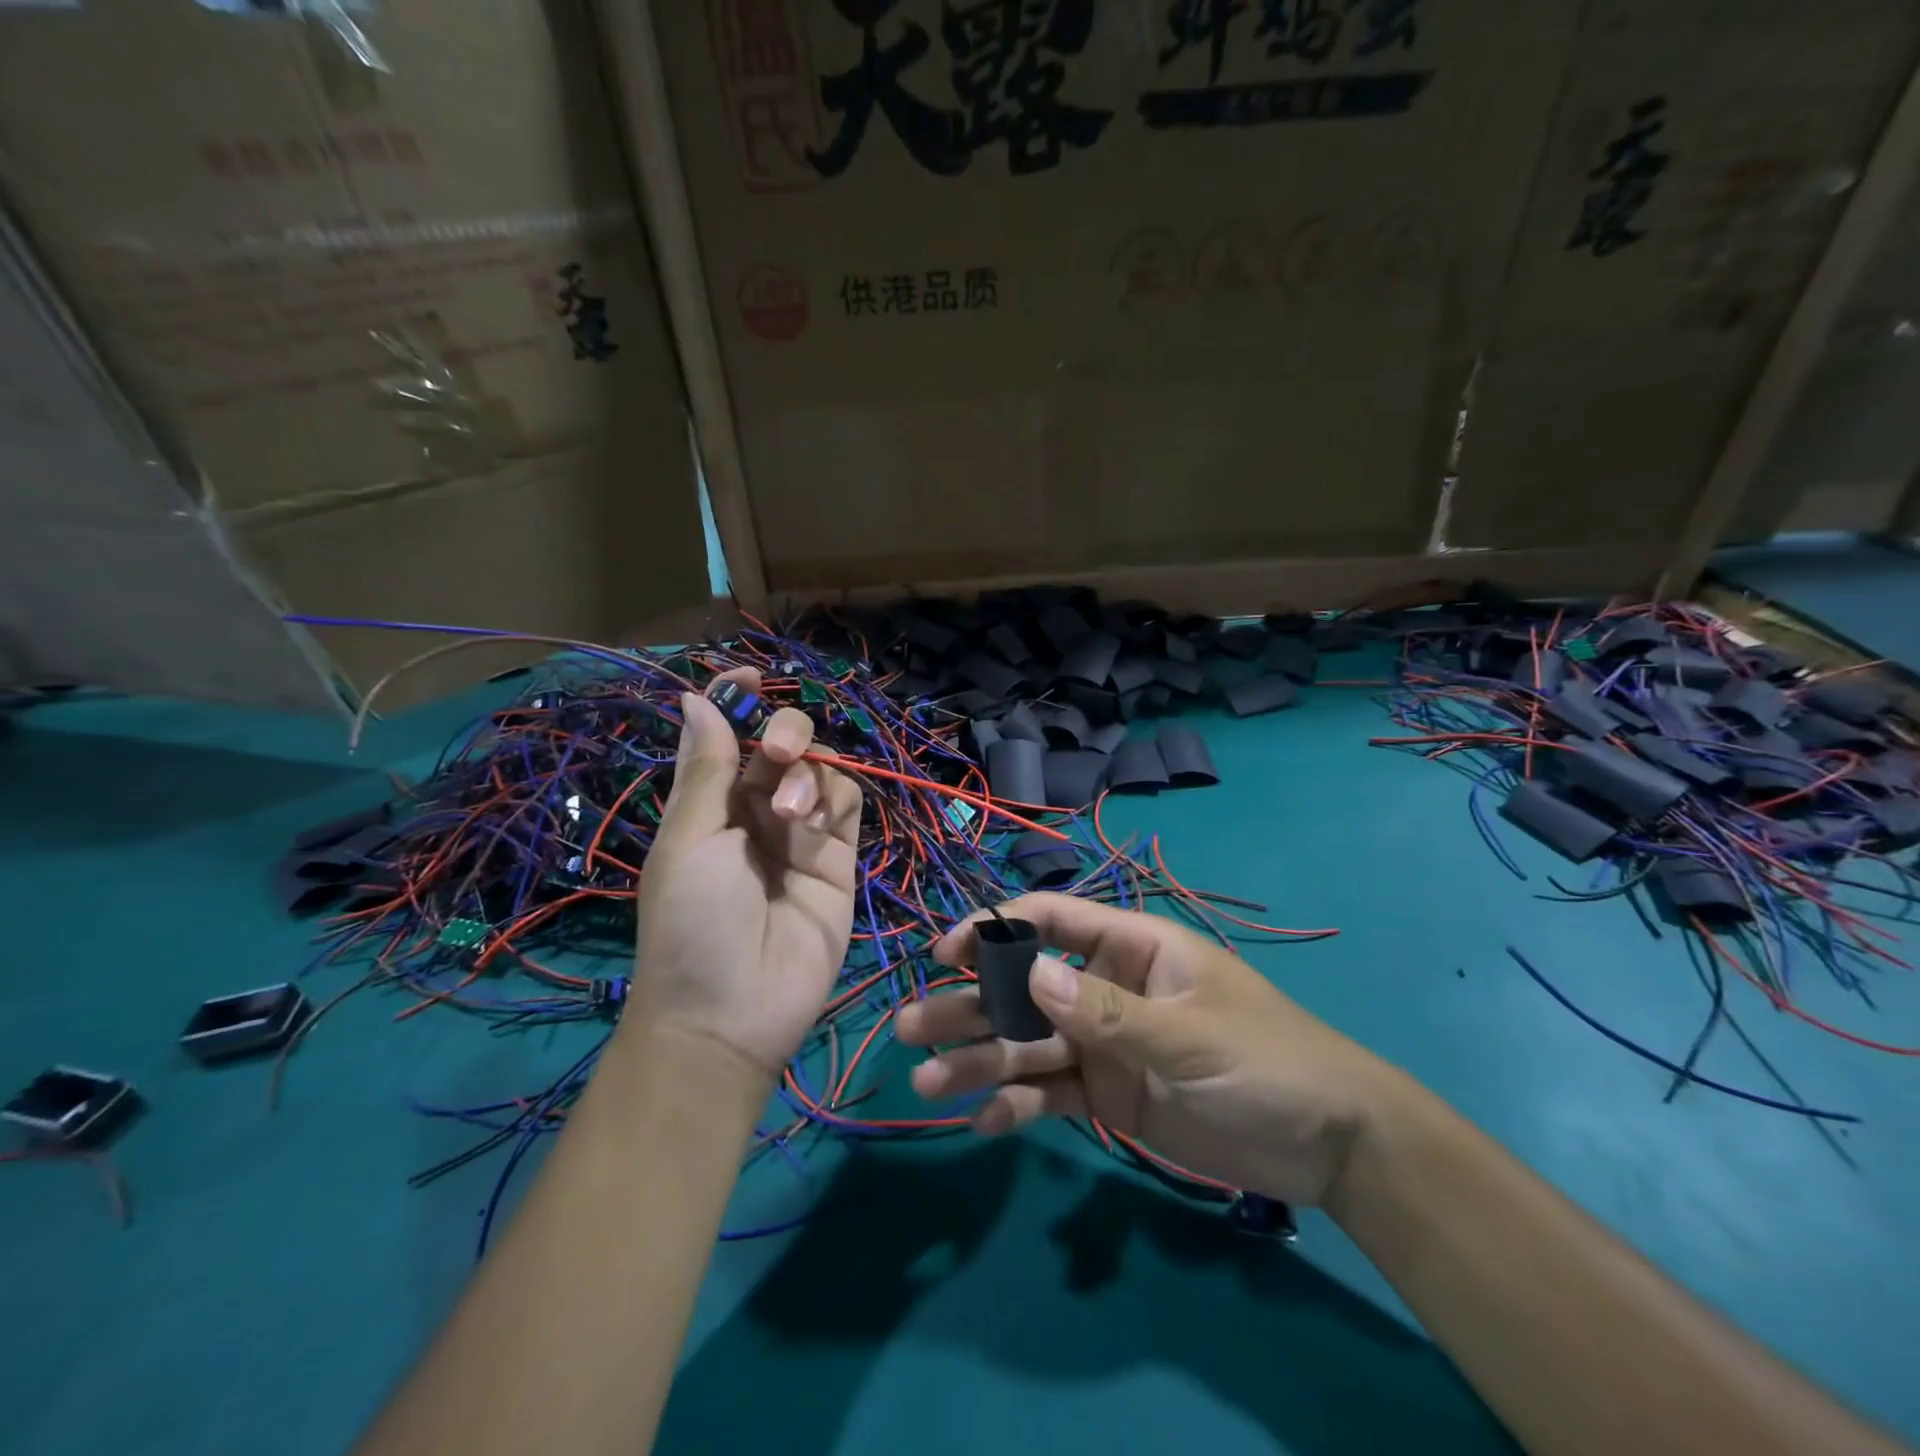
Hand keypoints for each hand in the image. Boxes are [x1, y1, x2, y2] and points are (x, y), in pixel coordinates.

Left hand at [630, 669, 861, 1076]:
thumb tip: (696, 697)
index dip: (739, 701)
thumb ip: (708, 768)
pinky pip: (849, 804)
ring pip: (823, 769)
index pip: (730, 737)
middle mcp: (757, 811)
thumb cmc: (690, 922)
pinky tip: (814, 824)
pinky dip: (835, 798)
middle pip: (785, 745)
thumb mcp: (688, 840)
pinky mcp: (840, 858)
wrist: (732, 1013)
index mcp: (712, 804)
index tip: (749, 675)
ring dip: (808, 776)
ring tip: (790, 816)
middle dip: (787, 734)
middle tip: (779, 753)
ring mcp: (802, 834)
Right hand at [897, 894, 1404, 1205]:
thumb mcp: (1188, 1035)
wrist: (1330, 1144)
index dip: (995, 930)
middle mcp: (1106, 988)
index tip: (946, 954)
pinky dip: (1017, 1106)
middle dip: (969, 1005)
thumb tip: (1029, 974)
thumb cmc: (1266, 1061)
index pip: (1051, 921)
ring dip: (979, 1060)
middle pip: (1024, 988)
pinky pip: (1051, 1094)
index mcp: (1130, 948)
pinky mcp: (1108, 1094)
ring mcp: (1104, 1043)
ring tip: (927, 1082)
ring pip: (1028, 1044)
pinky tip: (983, 1122)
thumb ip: (1106, 1012)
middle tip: (910, 1028)